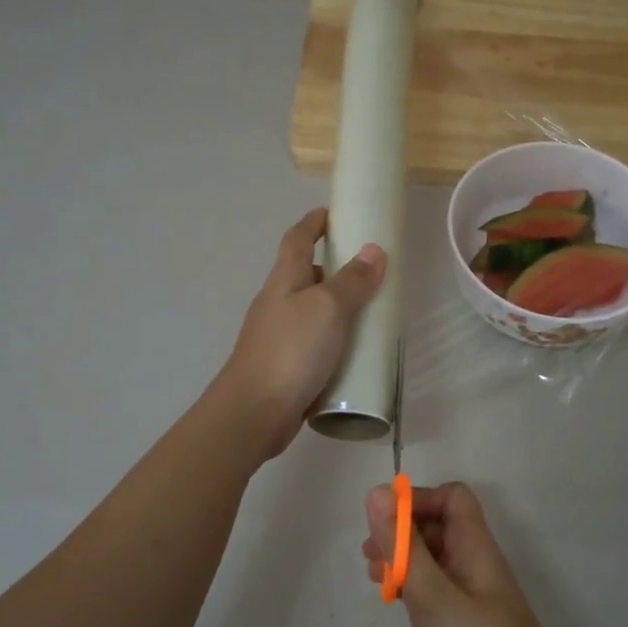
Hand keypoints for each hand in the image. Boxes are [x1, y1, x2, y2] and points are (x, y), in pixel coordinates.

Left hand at [216, 208, 385, 457]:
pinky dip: (333, 340)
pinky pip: (313, 343)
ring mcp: (278, 337)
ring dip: (336, 308)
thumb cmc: (291, 351)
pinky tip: (352, 354)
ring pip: (310, 312)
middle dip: (333, 268)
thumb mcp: (328, 309)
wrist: (254, 412)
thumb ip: (352, 281)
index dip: (314, 223)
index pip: (297, 239)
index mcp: (284, 281)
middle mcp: (277, 303)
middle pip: (304, 275)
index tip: (334, 214)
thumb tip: (374, 250)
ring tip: (369, 313)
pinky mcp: (284, 367)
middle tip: (368, 272)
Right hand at [362, 481, 575, 626]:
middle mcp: (472, 562)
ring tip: (373, 574)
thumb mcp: (432, 592)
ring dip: (401, 557)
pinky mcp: (459, 621)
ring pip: (431, 557)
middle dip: (402, 529)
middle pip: (437, 525)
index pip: (451, 498)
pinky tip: (392, 599)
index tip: (385, 520)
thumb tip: (376, 493)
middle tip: (369, 551)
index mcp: (474, 545)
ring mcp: (467, 593)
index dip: (418, 499)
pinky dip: (409, 584)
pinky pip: (431, 587)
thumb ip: (403, 545)